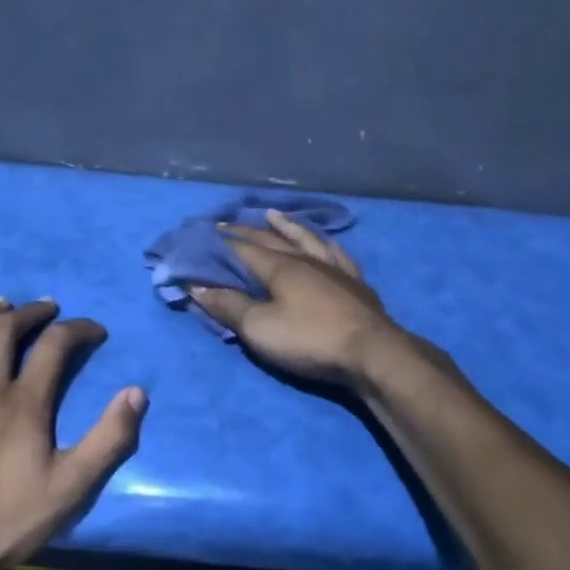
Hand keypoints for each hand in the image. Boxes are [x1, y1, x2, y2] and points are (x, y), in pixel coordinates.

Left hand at [0, 298, 145, 569]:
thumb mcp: (72, 487)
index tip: (95, 330)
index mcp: (25, 402)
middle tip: (46, 308)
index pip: (56, 345)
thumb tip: (137, 392)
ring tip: (0, 305)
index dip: (79, 329)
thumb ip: (109, 438)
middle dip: (31, 313)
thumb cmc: (5, 521)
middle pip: (6, 331)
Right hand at [189, 211, 401, 384]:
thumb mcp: (259, 328)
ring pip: (306, 239)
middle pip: (271, 239)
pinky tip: (324, 242)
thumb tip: (196, 286)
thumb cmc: (309, 339)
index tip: (203, 233)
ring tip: (273, 215)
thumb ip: (228, 306)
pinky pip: (337, 254)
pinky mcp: (355, 283)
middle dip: (246, 231)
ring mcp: (334, 269)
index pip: (243, 248)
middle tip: (227, 223)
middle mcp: (306, 259)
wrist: (372, 353)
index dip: (221, 242)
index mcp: (280, 267)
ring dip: (286, 226)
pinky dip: (325, 244)